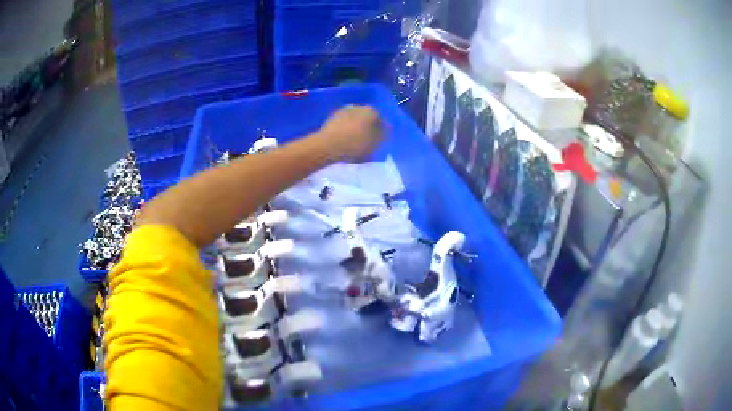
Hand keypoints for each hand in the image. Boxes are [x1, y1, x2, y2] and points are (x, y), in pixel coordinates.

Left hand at [319, 105, 384, 161]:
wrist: (327, 145)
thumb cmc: (355, 145)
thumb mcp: (375, 144)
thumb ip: (383, 135)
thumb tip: (385, 130)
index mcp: (372, 111)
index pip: (381, 120)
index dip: (382, 132)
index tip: (380, 141)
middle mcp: (358, 107)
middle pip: (368, 119)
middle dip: (369, 128)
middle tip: (368, 142)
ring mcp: (344, 111)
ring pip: (355, 121)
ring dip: (356, 129)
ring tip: (355, 143)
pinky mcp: (332, 118)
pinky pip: (344, 125)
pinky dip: (346, 131)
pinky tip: (345, 141)